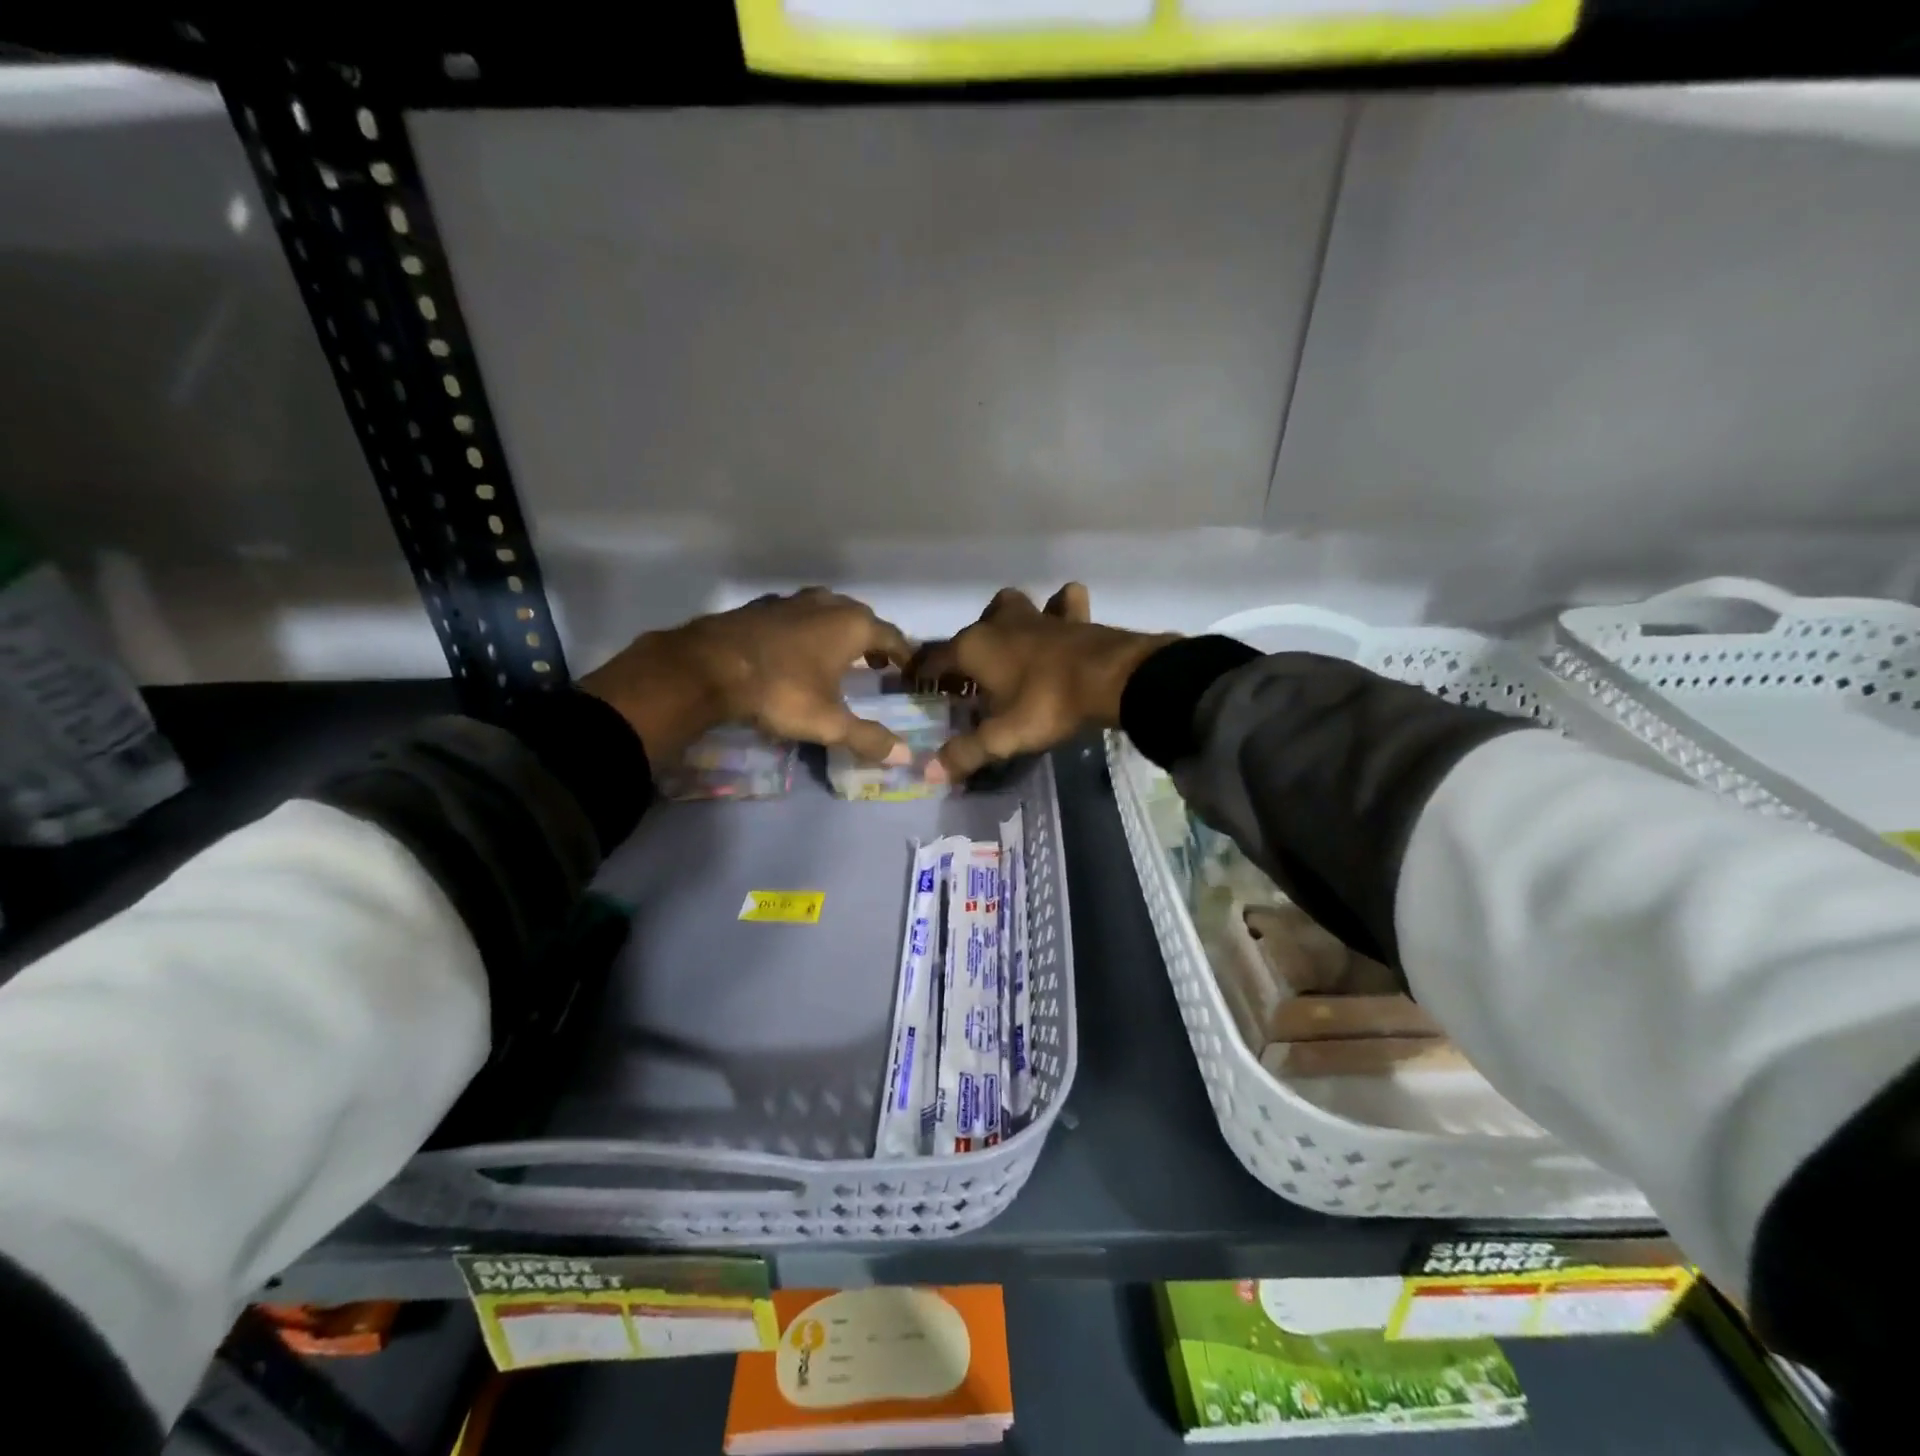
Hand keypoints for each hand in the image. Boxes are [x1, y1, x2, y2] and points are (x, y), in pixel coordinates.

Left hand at [583, 589, 914, 766]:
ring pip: (827, 611)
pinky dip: (807, 630)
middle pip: (861, 618)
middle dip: (872, 639)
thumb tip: (905, 755)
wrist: (710, 667)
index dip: (903, 654)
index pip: (891, 636)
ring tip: (838, 655)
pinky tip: (796, 650)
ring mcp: (792, 601)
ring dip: (838, 631)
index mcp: (852, 626)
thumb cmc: (781, 691)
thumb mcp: (828, 722)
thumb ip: (867, 738)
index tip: (908, 670)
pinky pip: (797, 616)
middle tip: (876, 663)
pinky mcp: (761, 607)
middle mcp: (827, 604)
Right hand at [910, 583, 1176, 778]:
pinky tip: (1061, 622)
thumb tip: (930, 772)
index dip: (922, 674)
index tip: (916, 686)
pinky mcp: (1072, 616)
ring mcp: (1037, 615)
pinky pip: (1062, 603)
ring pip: (1010, 606)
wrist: (1110, 679)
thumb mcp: (1002, 737)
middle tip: (970, 680)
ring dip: (1005, 621)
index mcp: (974, 647)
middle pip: (971, 631)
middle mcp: (999, 623)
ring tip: (1009, 645)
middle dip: (965, 651)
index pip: (934, 659)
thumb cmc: (1047, 704)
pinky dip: (1060, 609)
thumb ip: (965, 753)